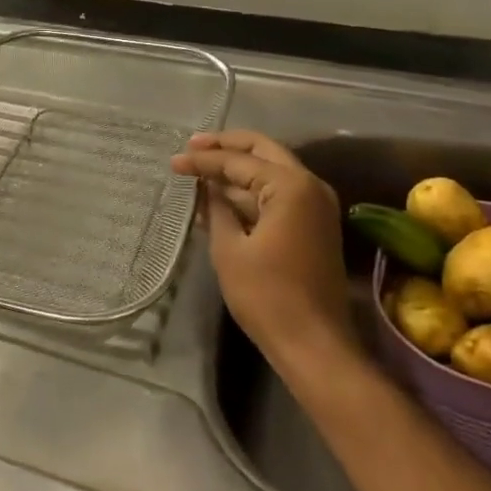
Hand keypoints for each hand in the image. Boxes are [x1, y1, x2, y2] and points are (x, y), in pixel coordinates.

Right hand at [170, 131, 359, 372]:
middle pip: (263, 151)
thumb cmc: (267, 296)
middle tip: (192, 146)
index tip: (173, 162)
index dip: (203, 161)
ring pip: (273, 170)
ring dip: (239, 167)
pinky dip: (252, 190)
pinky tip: (222, 196)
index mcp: (291, 186)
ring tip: (201, 168)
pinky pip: (279, 193)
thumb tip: (205, 187)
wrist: (313, 344)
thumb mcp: (230, 249)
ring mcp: (317, 204)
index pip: (239, 161)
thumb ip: (217, 208)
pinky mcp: (314, 224)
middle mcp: (310, 185)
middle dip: (226, 146)